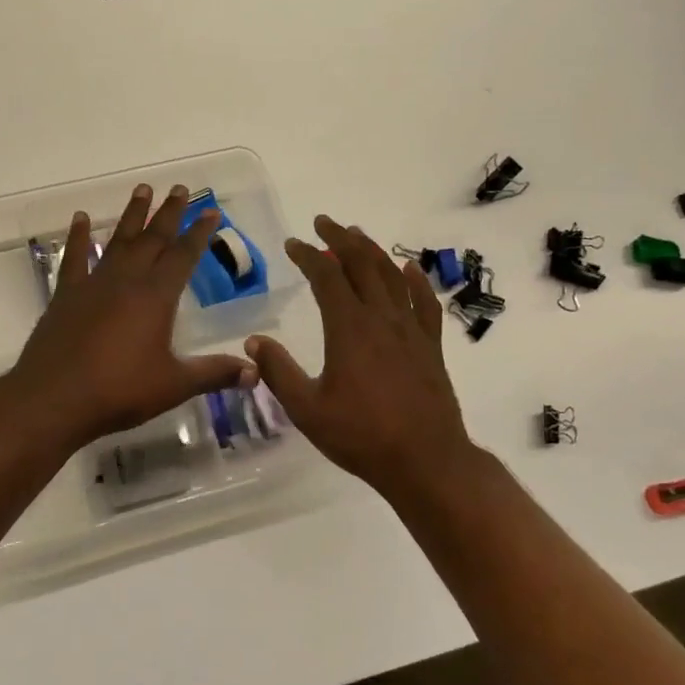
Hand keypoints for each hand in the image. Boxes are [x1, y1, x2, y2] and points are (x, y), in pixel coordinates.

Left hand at [7, 183, 254, 444]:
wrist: (53, 398)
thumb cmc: (119, 390)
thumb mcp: (174, 385)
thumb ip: (214, 374)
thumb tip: (255, 372)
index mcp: (156, 297)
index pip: (184, 255)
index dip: (199, 232)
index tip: (211, 210)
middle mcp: (127, 280)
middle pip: (153, 238)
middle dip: (170, 212)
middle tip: (180, 188)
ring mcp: (93, 284)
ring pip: (118, 240)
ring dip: (132, 215)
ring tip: (143, 189)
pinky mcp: (66, 295)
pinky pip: (74, 258)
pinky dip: (77, 237)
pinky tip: (79, 218)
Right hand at [246, 215, 476, 497]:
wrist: (426, 461)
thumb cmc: (362, 436)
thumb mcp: (307, 409)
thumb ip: (278, 372)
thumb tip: (253, 341)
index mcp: (349, 328)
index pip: (326, 277)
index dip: (308, 255)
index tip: (293, 244)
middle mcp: (381, 318)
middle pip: (362, 264)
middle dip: (340, 239)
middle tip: (323, 223)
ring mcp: (411, 330)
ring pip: (392, 276)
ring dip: (372, 251)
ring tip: (357, 235)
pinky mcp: (430, 345)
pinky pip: (425, 302)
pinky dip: (415, 280)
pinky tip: (409, 268)